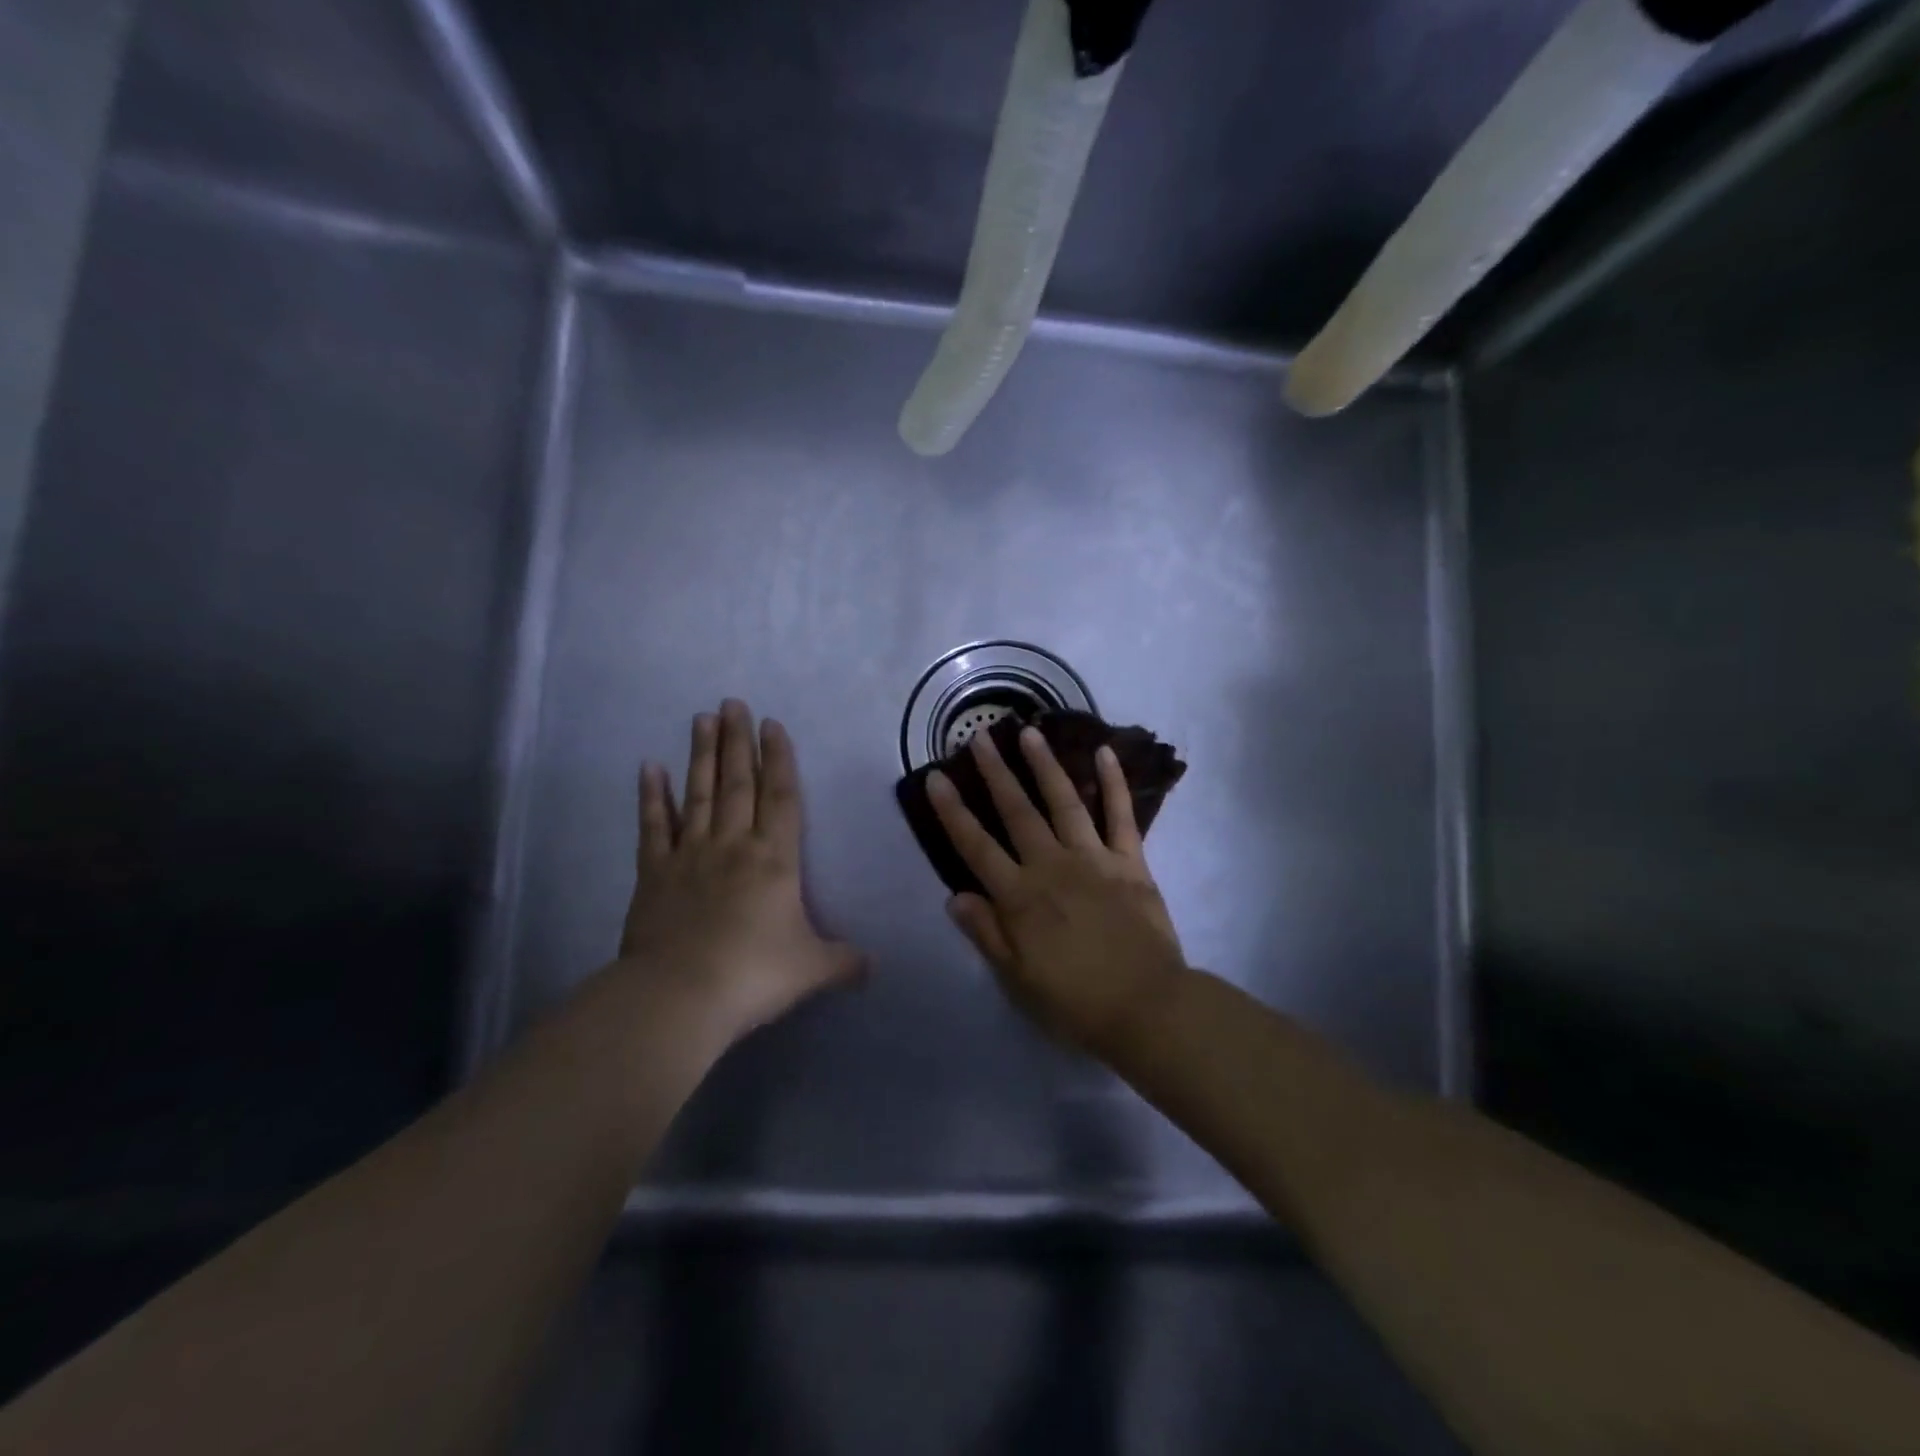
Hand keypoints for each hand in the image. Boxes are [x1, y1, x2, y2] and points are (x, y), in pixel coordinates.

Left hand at [617, 700, 863, 1036]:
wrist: (680, 996)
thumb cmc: (754, 974)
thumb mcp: (812, 969)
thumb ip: (844, 962)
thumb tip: (874, 966)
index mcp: (775, 860)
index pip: (781, 797)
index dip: (779, 759)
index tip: (772, 725)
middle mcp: (733, 845)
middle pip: (738, 783)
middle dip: (738, 741)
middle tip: (733, 703)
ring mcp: (689, 855)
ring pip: (698, 794)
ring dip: (702, 755)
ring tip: (702, 718)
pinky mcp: (653, 874)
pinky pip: (653, 827)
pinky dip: (651, 797)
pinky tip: (649, 767)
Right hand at [927, 725, 1187, 1055]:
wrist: (1146, 1007)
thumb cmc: (1075, 1001)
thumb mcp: (1017, 978)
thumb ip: (986, 933)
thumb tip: (955, 895)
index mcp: (1020, 896)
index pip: (976, 846)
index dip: (953, 811)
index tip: (936, 777)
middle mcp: (1052, 866)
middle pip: (1017, 812)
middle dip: (996, 773)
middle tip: (981, 737)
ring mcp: (1093, 858)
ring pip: (1064, 802)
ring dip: (1045, 766)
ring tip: (1030, 733)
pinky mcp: (1130, 862)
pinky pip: (1121, 816)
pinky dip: (1114, 783)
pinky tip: (1104, 753)